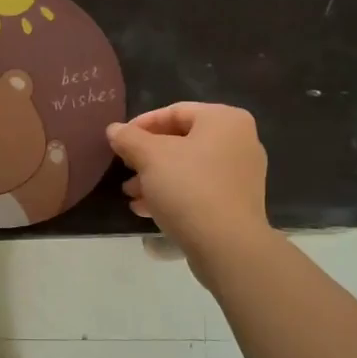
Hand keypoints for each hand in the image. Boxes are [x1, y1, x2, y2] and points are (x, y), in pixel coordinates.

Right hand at [107, 103, 271, 263]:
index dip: (142, 124)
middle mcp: (240, 141)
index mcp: (224, 120)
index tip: (118, 140)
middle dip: (147, 156)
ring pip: (189, 167)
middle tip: (124, 168)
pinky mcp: (238, 202)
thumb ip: (129, 138)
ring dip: (156, 178)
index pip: (175, 111)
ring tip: (130, 194)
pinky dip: (174, 193)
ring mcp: (242, 174)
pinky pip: (200, 188)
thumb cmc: (189, 188)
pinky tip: (147, 210)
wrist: (227, 246)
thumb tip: (114, 129)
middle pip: (182, 140)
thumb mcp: (150, 157)